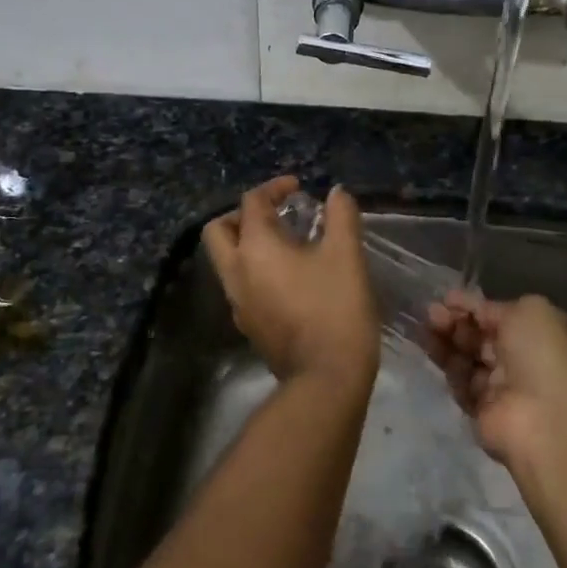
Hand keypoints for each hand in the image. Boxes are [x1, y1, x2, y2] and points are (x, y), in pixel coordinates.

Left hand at [202, 176, 379, 392]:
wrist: (326, 379)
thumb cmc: (336, 308)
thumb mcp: (346, 255)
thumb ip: (341, 216)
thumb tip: (336, 193)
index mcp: (255, 248)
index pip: (251, 203)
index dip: (274, 188)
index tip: (298, 188)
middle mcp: (236, 272)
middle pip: (219, 231)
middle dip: (243, 215)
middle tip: (275, 215)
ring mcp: (238, 303)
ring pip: (227, 261)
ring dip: (247, 244)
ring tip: (287, 244)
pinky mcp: (248, 326)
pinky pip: (241, 286)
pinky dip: (255, 270)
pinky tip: (289, 278)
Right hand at [424, 290, 566, 464]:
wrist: (543, 418)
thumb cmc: (541, 355)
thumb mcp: (528, 311)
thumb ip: (495, 306)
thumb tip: (474, 310)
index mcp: (538, 332)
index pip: (498, 315)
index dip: (472, 306)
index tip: (446, 298)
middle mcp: (520, 358)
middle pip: (479, 336)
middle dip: (455, 322)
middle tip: (431, 313)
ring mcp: (501, 385)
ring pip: (466, 357)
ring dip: (445, 340)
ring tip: (424, 328)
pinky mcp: (481, 409)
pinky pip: (460, 382)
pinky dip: (445, 366)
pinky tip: (430, 350)